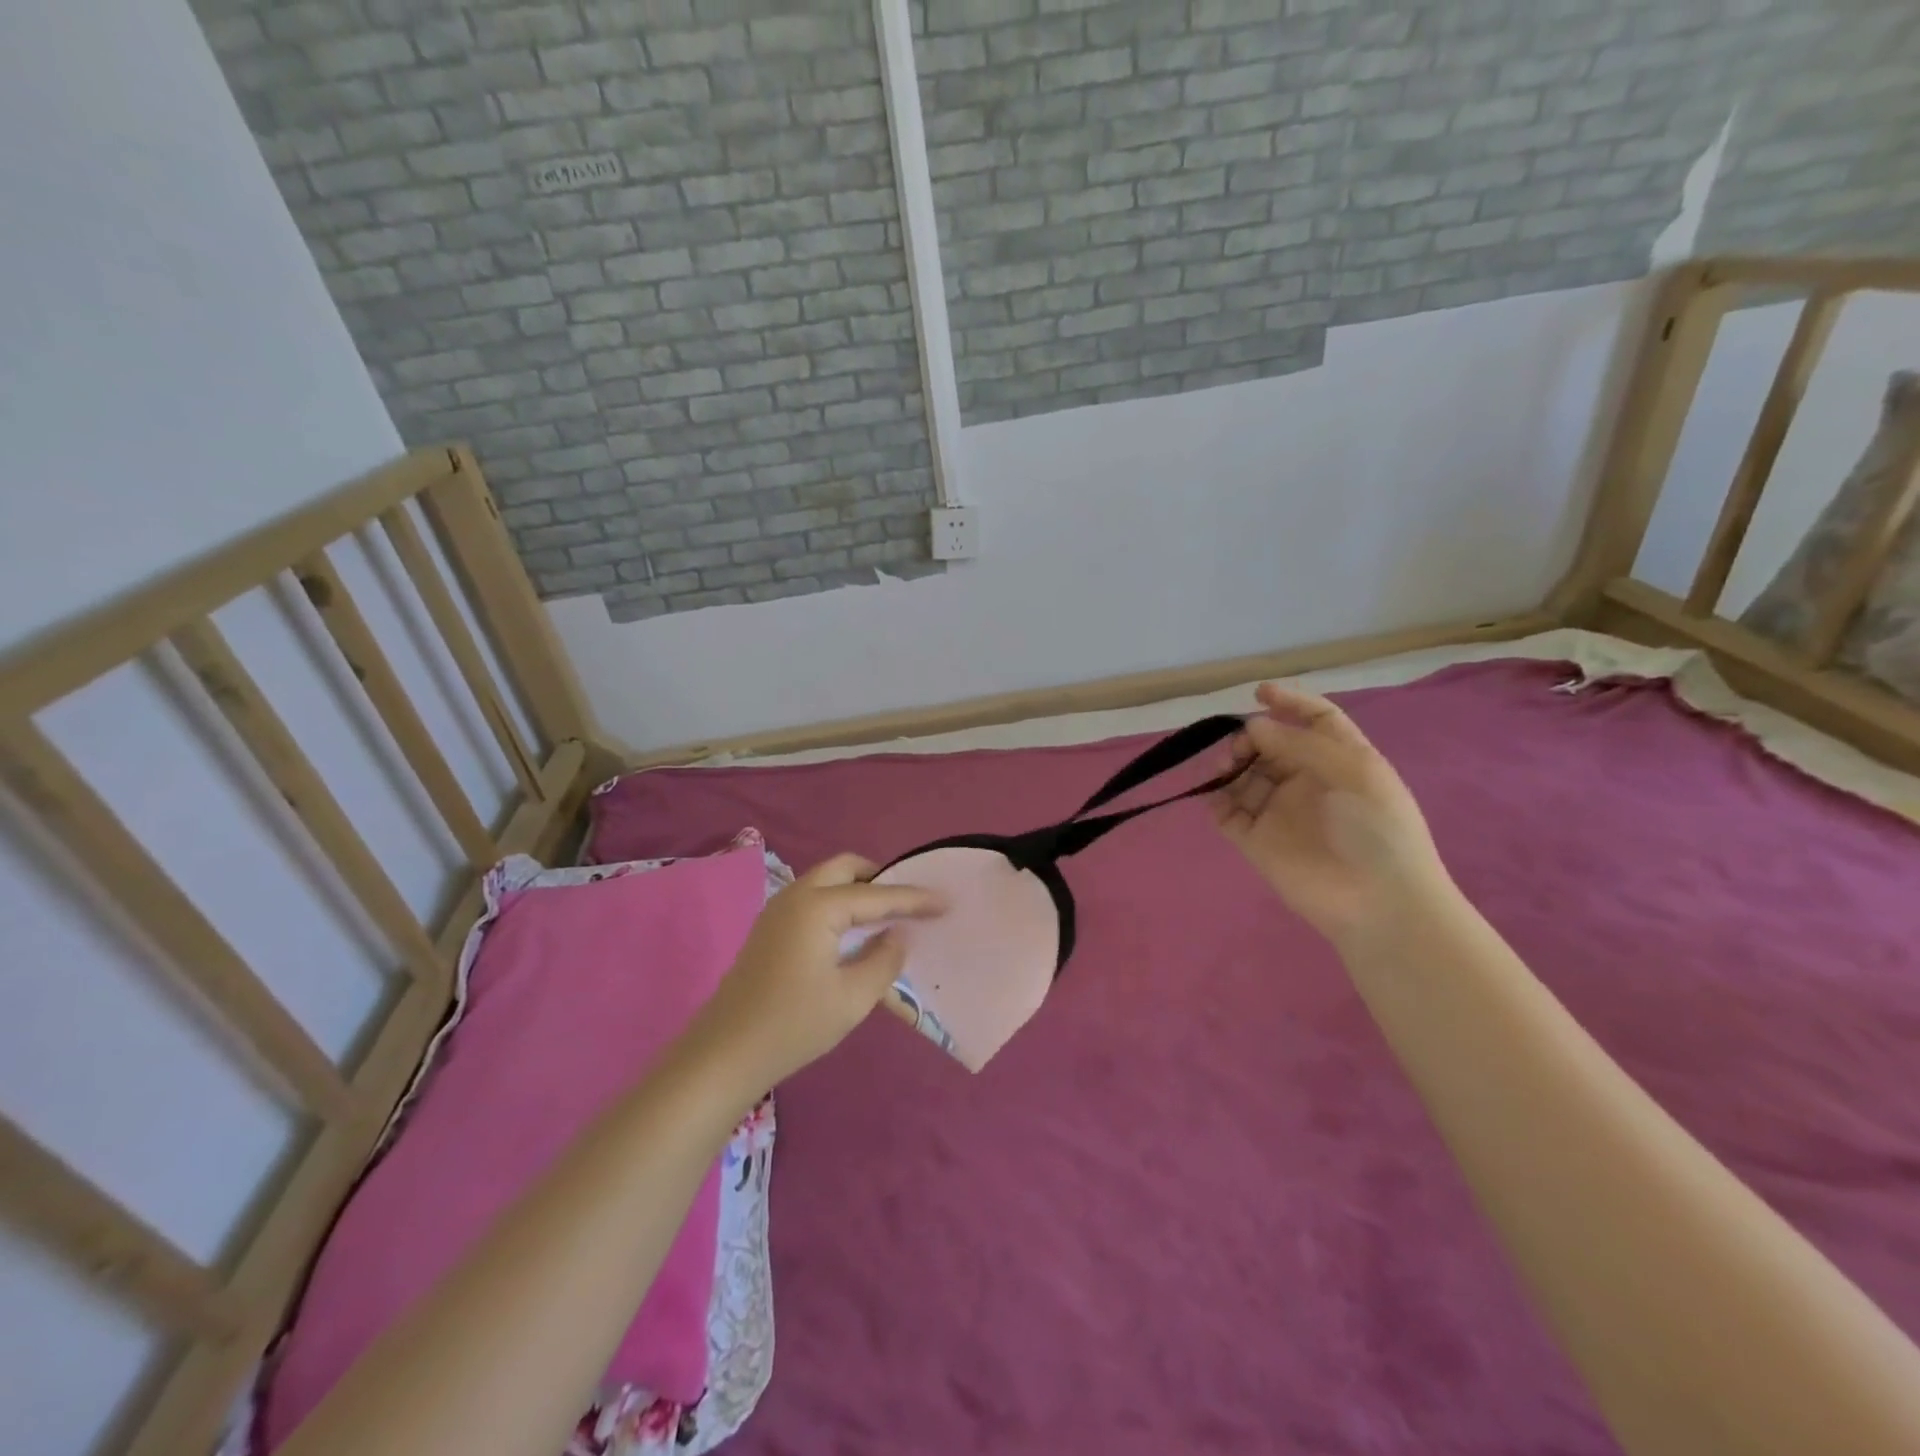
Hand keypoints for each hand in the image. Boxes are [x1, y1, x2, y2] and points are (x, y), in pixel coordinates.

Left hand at [695, 853, 944, 1088]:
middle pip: (845, 868)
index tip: (946, 900)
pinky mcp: (769, 929)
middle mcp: (796, 896)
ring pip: (826, 881)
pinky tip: (854, 933)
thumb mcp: (852, 998)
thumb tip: (897, 935)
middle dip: (880, 877)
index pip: (876, 895)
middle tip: (909, 902)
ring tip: (887, 916)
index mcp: (817, 907)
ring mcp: (777, 911)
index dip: (914, 898)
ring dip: (858, 890)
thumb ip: (883, 960)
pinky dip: (839, 904)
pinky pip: (813, 899)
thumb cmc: (793, 1025)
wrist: (723, 1054)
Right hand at [1213, 684, 1453, 948]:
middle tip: (1241, 747)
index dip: (1290, 703)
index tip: (1258, 694)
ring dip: (1230, 765)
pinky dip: (1216, 799)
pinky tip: (1216, 795)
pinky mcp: (1257, 840)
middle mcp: (1308, 781)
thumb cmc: (1377, 829)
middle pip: (1271, 745)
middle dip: (1252, 736)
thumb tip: (1253, 727)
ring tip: (1225, 770)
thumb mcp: (1352, 772)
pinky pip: (1227, 813)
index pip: (1315, 720)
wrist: (1378, 902)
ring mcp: (1280, 811)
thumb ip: (1300, 744)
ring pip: (1244, 775)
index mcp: (1341, 760)